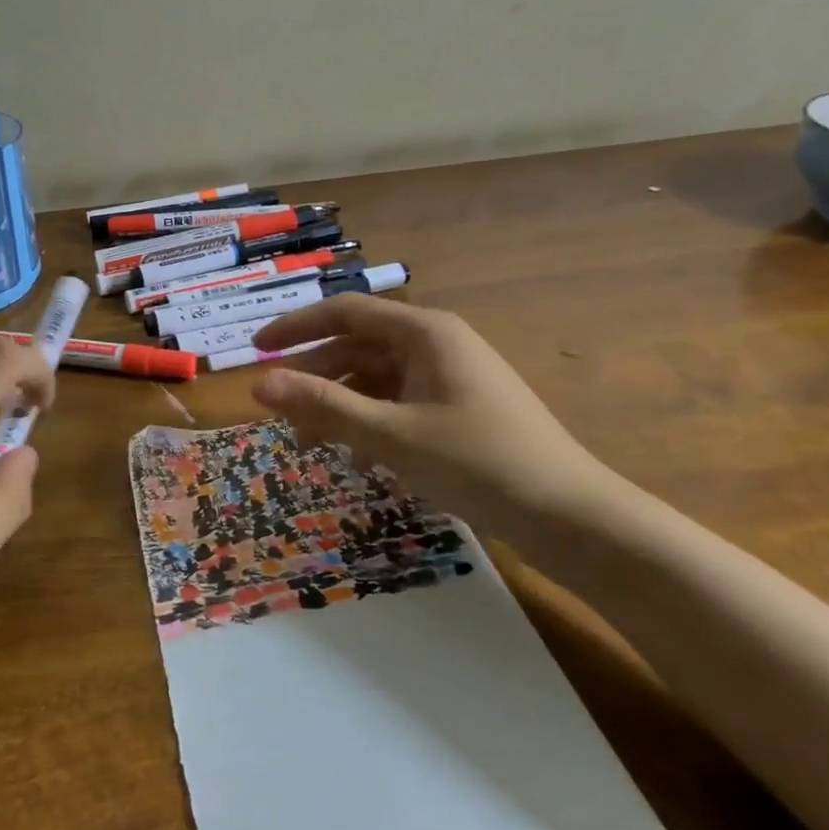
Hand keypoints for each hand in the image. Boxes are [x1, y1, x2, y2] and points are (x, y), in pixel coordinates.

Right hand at [249, 296, 610, 523]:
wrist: (572, 517)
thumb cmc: (478, 462)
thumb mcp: (391, 436)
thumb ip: (323, 406)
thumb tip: (259, 384)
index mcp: (424, 332)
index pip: (344, 312)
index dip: (295, 327)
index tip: (256, 349)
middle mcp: (436, 344)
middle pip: (358, 347)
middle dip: (316, 376)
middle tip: (278, 409)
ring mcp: (450, 377)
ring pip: (377, 379)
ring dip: (341, 406)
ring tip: (311, 444)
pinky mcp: (459, 409)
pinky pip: (399, 404)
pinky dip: (372, 425)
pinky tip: (359, 462)